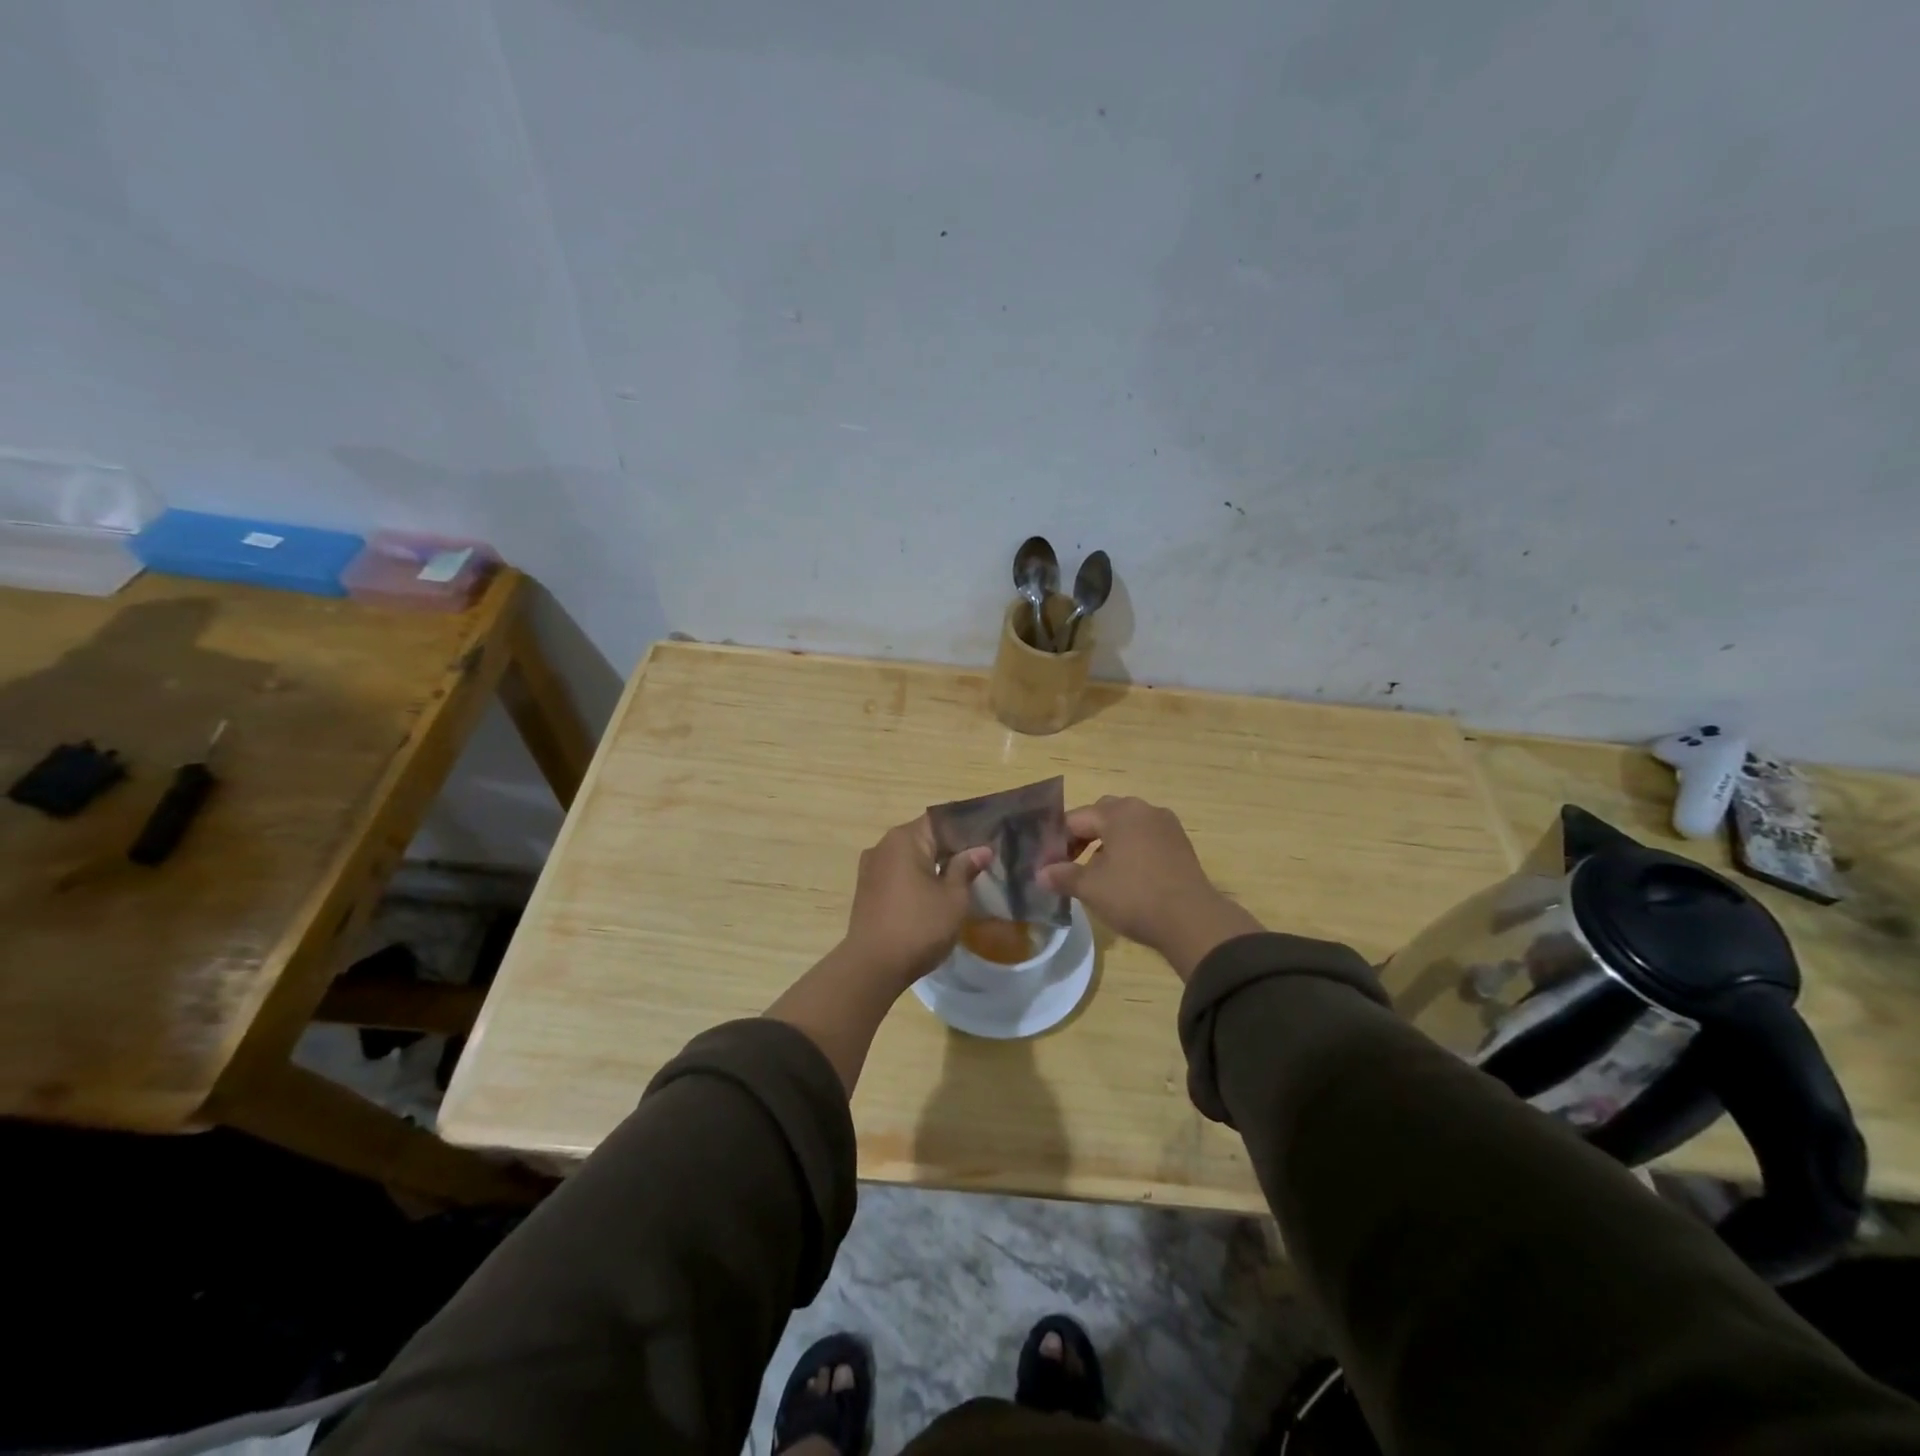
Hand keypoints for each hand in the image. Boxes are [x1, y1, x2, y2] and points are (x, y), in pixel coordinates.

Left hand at [840, 815, 992, 990]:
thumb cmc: (919, 926)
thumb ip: (966, 868)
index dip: (966, 828)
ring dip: (933, 864)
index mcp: (904, 839)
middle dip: (951, 848)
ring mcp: (871, 867)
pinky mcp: (867, 889)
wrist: (873, 966)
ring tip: (961, 878)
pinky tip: (934, 894)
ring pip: (910, 857)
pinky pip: (898, 873)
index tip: (987, 838)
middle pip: (924, 837)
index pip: (941, 820)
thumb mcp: (953, 898)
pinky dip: (916, 878)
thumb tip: (981, 849)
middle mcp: (883, 845)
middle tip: (981, 860)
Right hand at [1037, 796, 1262, 980]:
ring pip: (1127, 827)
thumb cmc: (1134, 896)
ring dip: (1108, 844)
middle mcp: (1143, 809)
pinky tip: (1126, 877)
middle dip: (1084, 836)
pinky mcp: (1180, 844)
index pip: (1076, 818)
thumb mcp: (1090, 888)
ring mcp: (1166, 825)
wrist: (1192, 920)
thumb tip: (1040, 873)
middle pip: (1103, 815)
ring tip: (1097, 872)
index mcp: (1118, 812)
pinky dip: (1130, 851)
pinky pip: (1146, 839)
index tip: (1048, 863)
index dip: (1058, 840)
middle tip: (1070, 862)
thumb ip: (1062, 875)